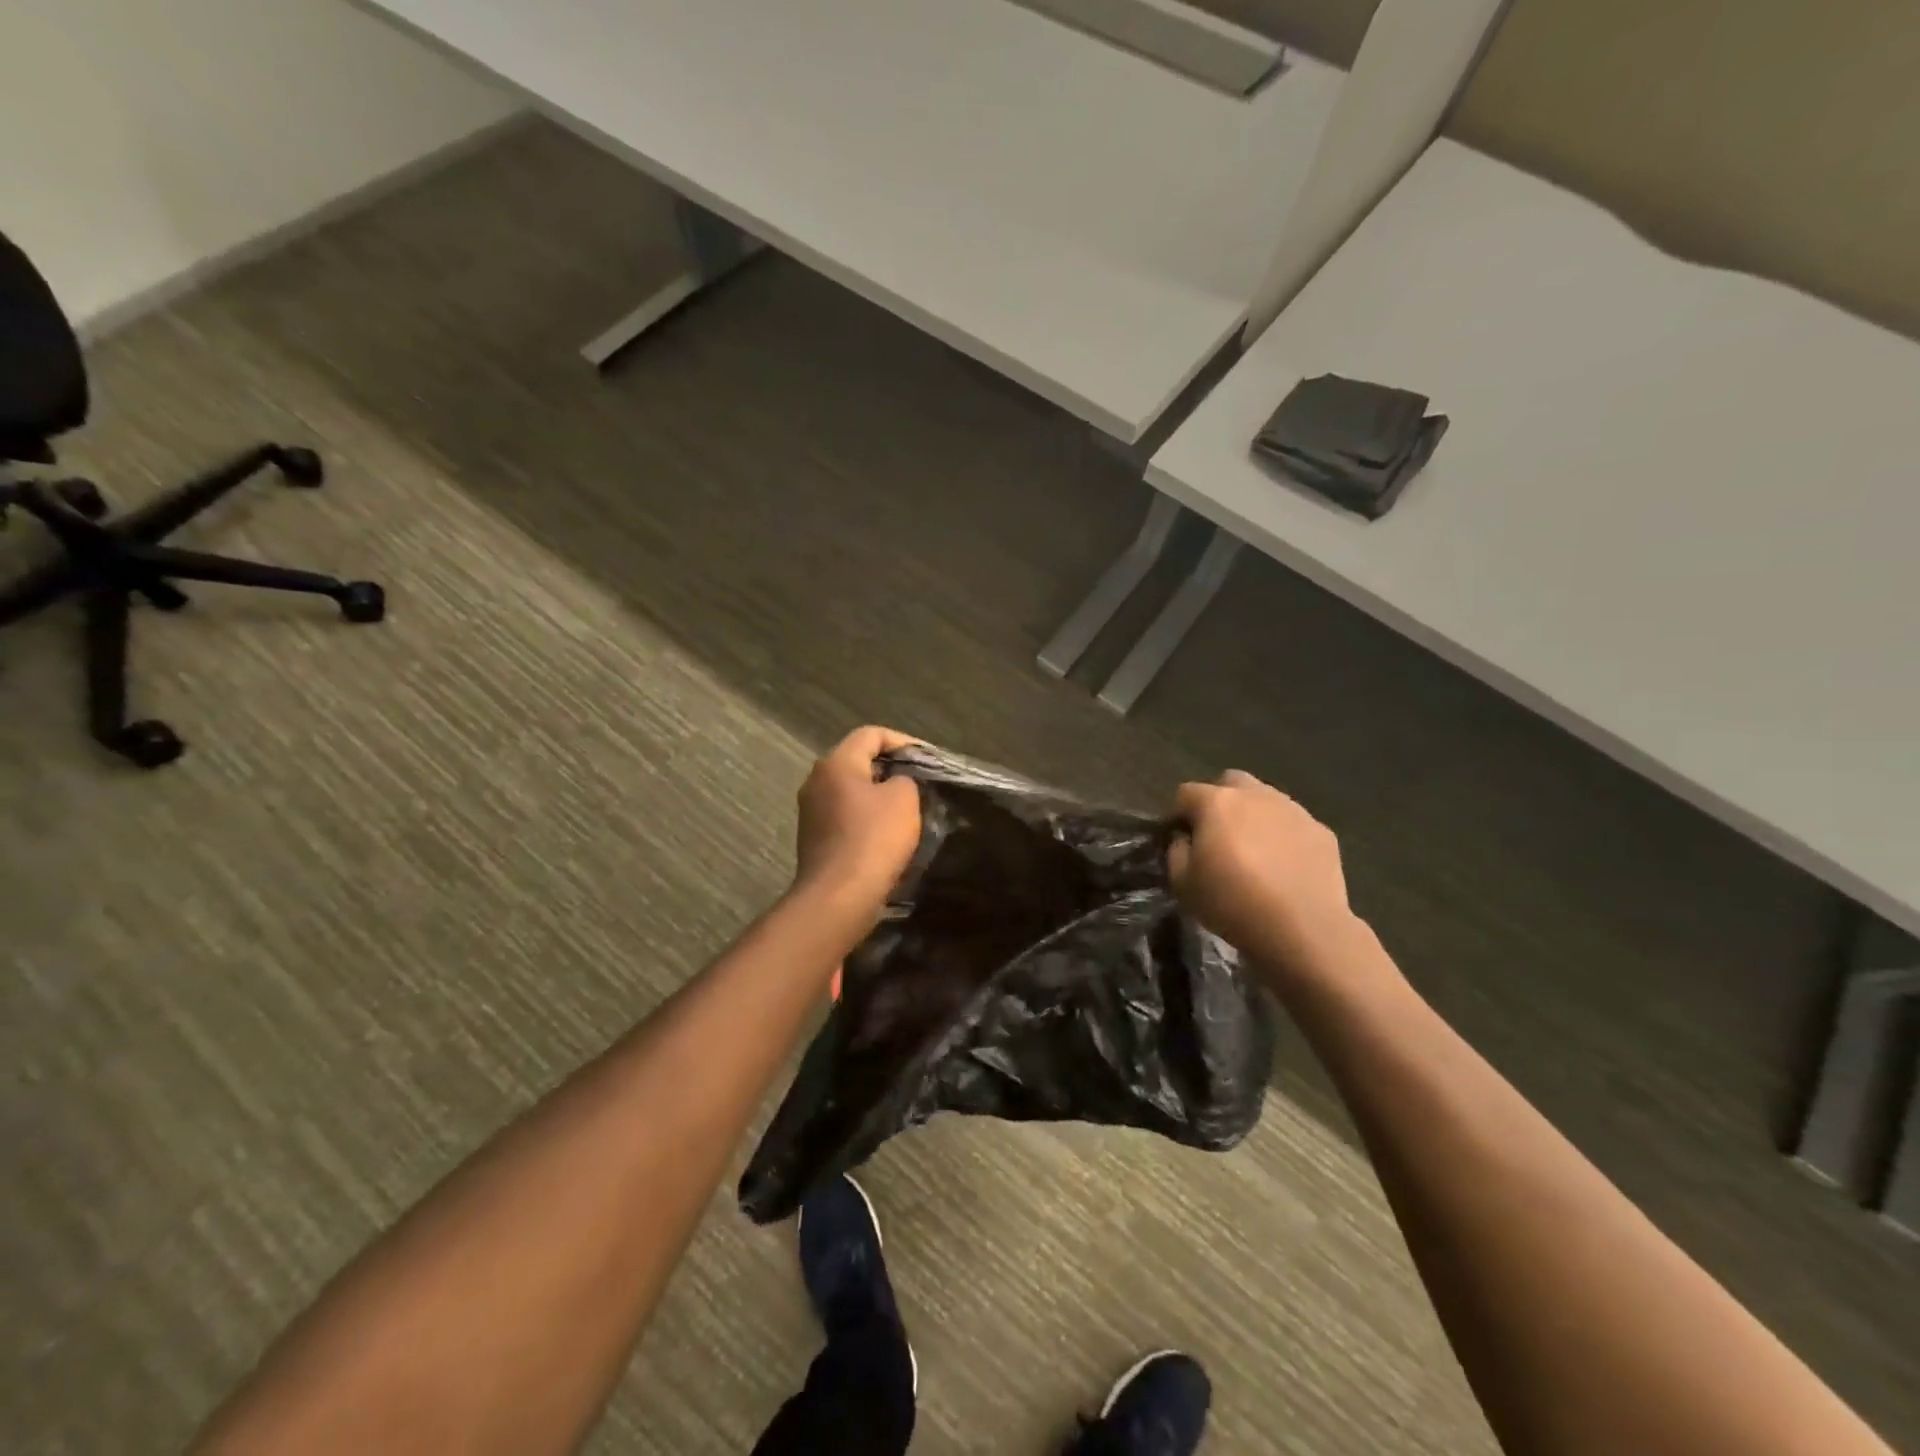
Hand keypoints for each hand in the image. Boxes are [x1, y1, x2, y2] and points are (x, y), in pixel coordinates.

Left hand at [793, 726, 923, 910]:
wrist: (839, 897)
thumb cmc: (873, 839)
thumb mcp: (904, 798)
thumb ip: (905, 779)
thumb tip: (896, 783)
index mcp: (836, 763)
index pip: (871, 734)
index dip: (903, 741)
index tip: (927, 759)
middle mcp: (816, 780)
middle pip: (858, 761)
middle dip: (891, 768)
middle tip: (920, 781)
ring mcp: (811, 811)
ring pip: (851, 790)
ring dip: (879, 795)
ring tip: (908, 808)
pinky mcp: (814, 838)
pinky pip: (845, 815)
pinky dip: (867, 817)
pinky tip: (887, 834)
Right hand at [1169, 770, 1357, 982]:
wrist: (1303, 928)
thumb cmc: (1232, 903)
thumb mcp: (1182, 884)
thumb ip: (1176, 851)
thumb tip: (1184, 839)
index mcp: (1217, 802)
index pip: (1186, 793)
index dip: (1178, 815)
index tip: (1179, 839)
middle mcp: (1255, 795)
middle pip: (1230, 782)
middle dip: (1219, 801)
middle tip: (1217, 836)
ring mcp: (1293, 810)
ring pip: (1265, 799)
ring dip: (1253, 816)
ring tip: (1254, 850)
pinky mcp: (1321, 830)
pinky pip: (1293, 823)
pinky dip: (1283, 835)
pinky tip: (1283, 865)